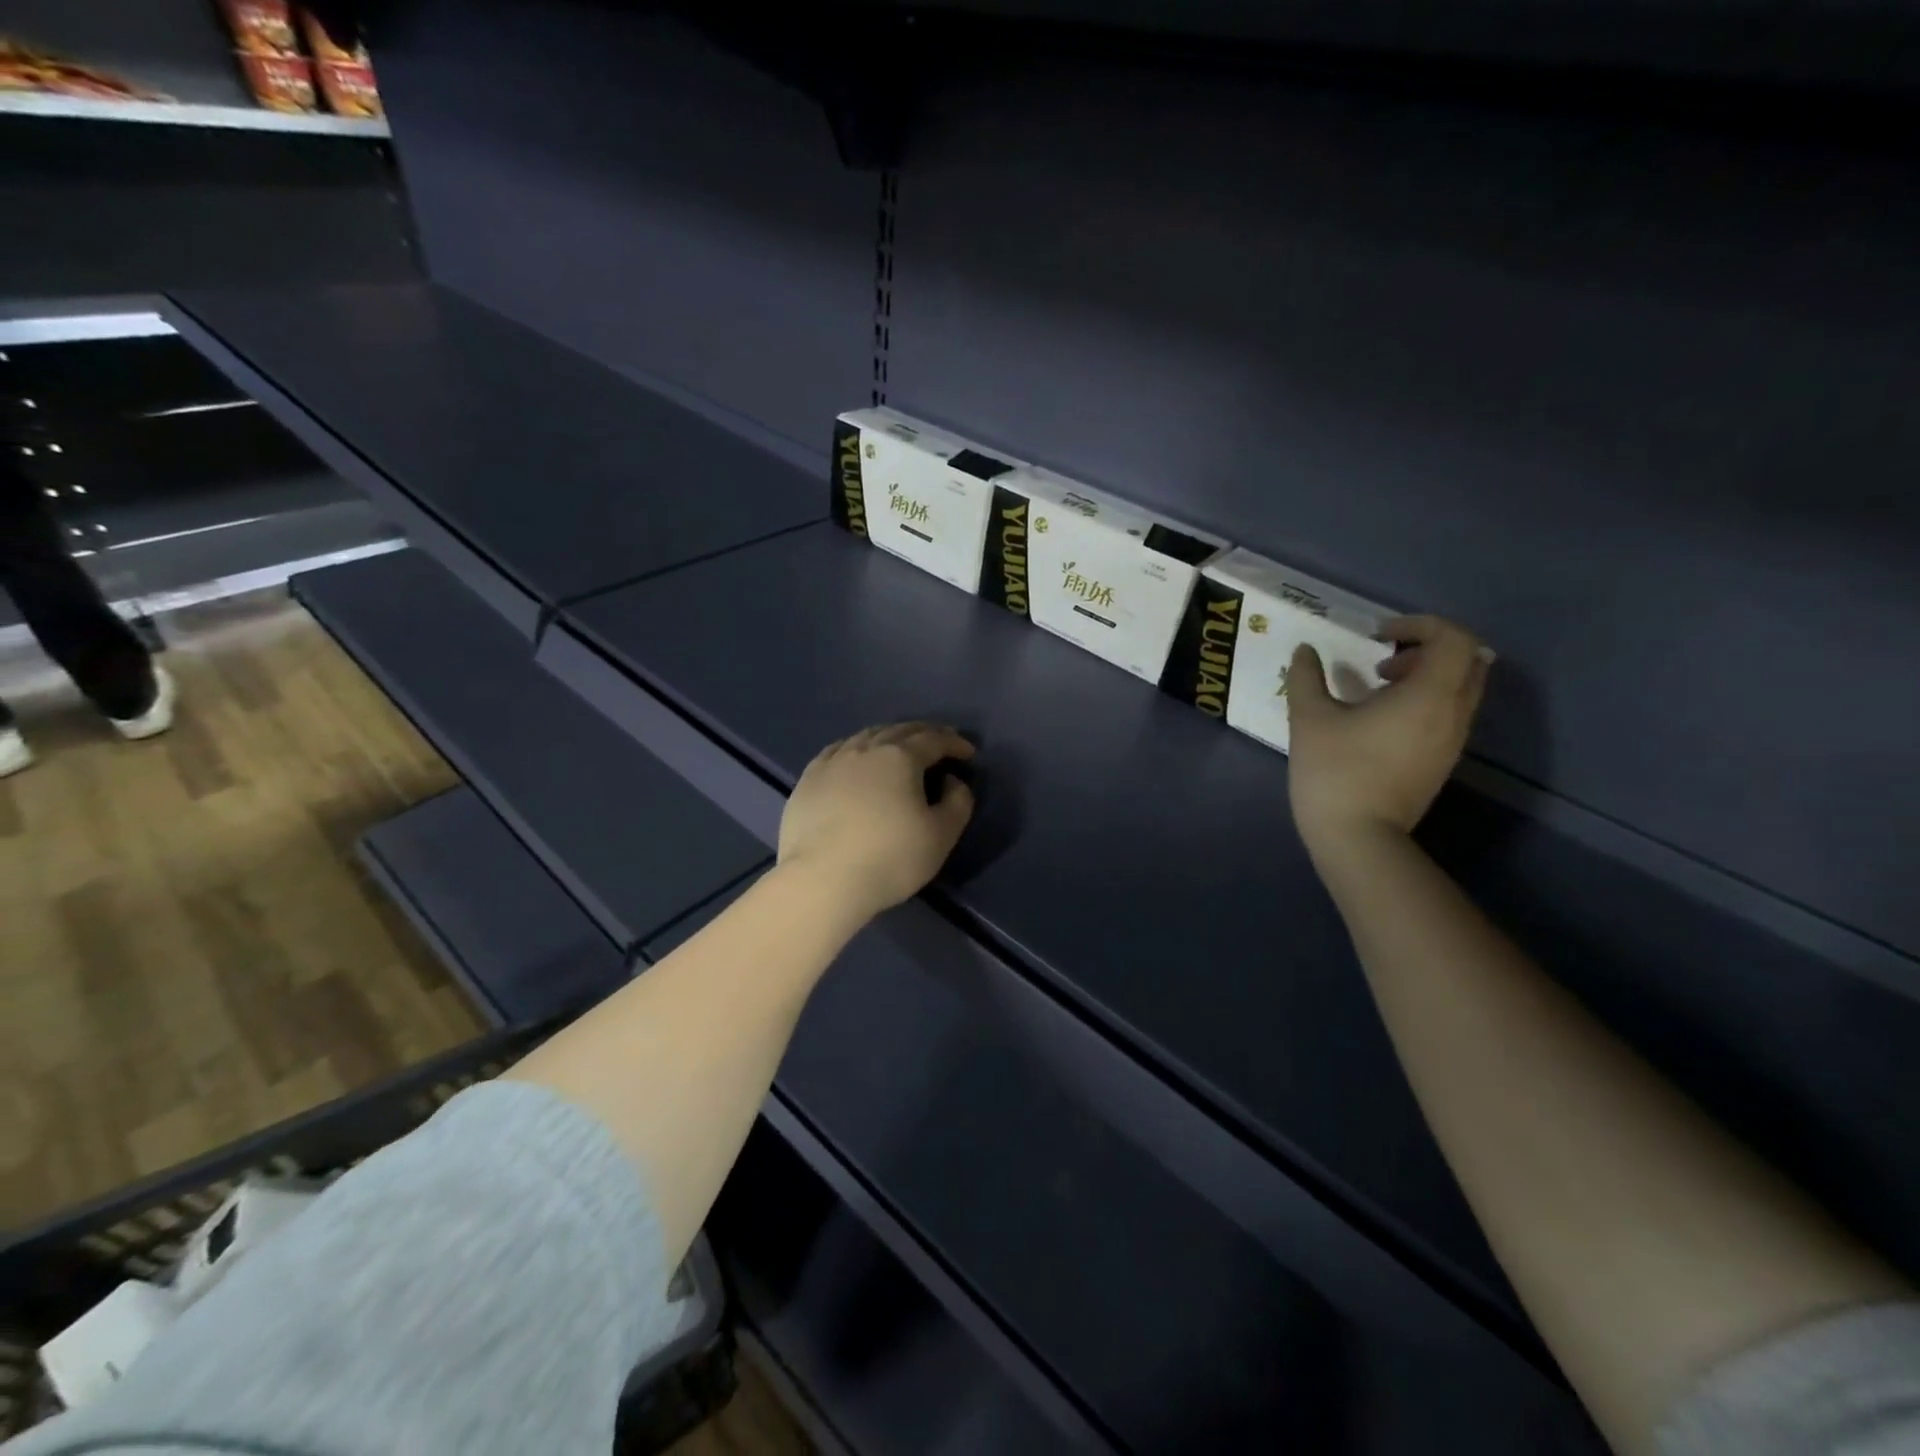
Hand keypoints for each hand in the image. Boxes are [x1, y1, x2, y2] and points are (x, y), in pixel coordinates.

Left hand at [778, 722, 976, 920]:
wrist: (822, 881)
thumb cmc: (890, 858)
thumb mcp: (941, 835)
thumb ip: (958, 802)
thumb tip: (952, 781)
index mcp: (900, 758)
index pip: (934, 740)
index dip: (954, 743)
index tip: (968, 752)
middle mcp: (866, 749)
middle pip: (899, 731)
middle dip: (924, 733)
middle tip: (939, 741)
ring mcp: (832, 762)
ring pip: (866, 736)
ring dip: (889, 736)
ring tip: (899, 745)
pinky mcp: (808, 780)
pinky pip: (837, 751)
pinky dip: (856, 748)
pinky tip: (855, 757)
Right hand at [1286, 615, 1490, 859]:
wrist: (1358, 837)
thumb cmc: (1335, 771)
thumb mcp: (1309, 718)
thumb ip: (1307, 677)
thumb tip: (1305, 650)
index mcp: (1429, 694)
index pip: (1454, 638)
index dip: (1420, 625)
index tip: (1379, 635)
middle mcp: (1453, 713)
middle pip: (1468, 660)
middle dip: (1429, 648)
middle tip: (1384, 660)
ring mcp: (1452, 740)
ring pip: (1460, 688)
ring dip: (1426, 676)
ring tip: (1377, 689)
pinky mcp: (1442, 761)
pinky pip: (1448, 713)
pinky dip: (1424, 701)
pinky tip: (1380, 719)